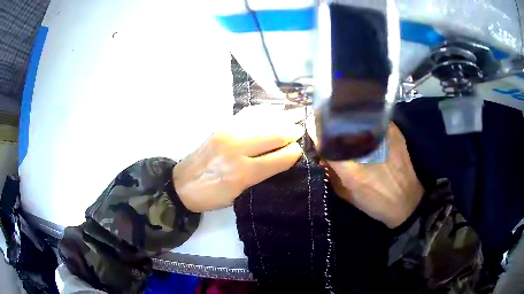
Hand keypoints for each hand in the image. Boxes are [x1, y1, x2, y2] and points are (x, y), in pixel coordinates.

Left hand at [173, 105, 304, 211]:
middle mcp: (236, 148)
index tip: (301, 150)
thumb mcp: (239, 194)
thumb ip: (262, 175)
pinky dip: (263, 112)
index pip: (279, 157)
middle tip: (301, 129)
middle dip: (291, 130)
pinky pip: (248, 114)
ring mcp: (228, 133)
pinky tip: (272, 111)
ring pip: (262, 120)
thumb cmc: (212, 195)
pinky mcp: (221, 126)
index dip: (294, 153)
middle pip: (273, 134)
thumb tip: (283, 158)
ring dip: (280, 117)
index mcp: (242, 172)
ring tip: (293, 116)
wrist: (181, 184)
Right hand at [324, 123, 423, 227]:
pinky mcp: (394, 132)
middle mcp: (365, 149)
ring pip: (356, 117)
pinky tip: (362, 123)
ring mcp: (382, 136)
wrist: (407, 201)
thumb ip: (332, 175)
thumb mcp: (347, 195)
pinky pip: (373, 118)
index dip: (314, 130)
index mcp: (351, 170)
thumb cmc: (375, 203)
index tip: (311, 126)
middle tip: (325, 123)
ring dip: (345, 119)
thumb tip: (321, 156)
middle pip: (339, 124)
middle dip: (328, 122)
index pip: (324, 140)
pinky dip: (363, 119)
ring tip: (342, 121)